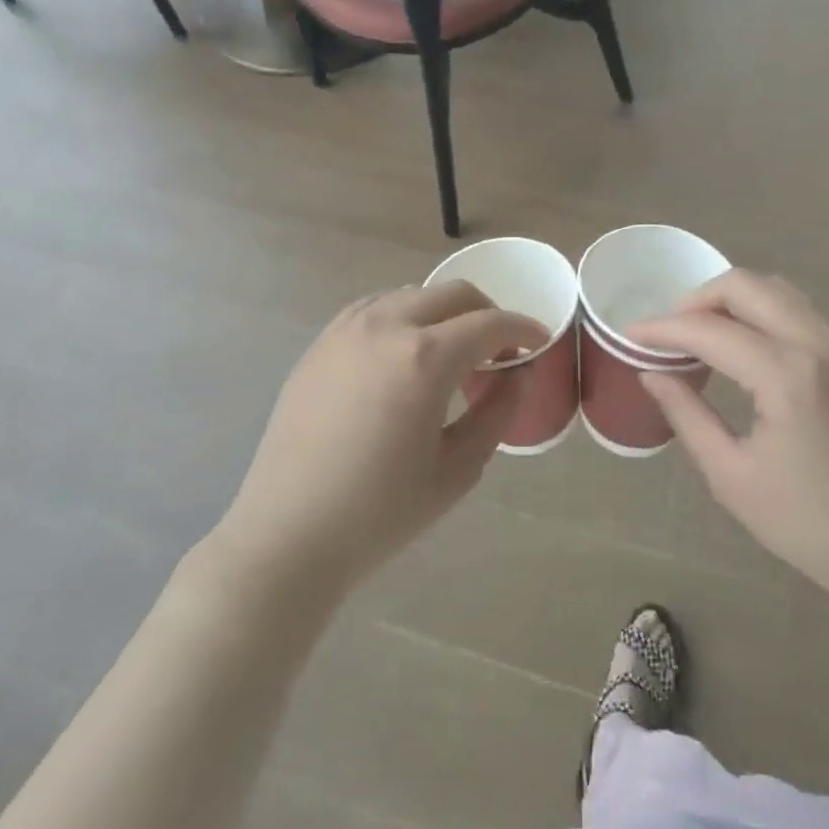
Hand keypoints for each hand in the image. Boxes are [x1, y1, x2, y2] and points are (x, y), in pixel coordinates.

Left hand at [210, 283, 546, 597]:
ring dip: (444, 313)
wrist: (288, 535)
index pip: (490, 323)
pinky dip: (404, 318)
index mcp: (425, 357)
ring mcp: (347, 329)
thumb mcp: (457, 468)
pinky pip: (375, 309)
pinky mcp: (321, 342)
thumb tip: (520, 372)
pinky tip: (404, 355)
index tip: (539, 342)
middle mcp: (386, 325)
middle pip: (453, 294)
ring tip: (450, 354)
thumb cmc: (380, 512)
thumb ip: (498, 411)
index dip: (523, 328)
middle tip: (499, 349)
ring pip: (412, 294)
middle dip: (487, 313)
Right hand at [632, 270, 828, 606]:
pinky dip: (762, 314)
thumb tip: (652, 373)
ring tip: (703, 335)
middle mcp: (819, 344)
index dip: (663, 328)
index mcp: (787, 376)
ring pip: (776, 291)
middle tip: (670, 332)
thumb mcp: (733, 477)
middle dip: (698, 299)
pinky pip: (799, 312)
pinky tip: (745, 349)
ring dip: (732, 301)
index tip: (630, 335)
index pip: (709, 329)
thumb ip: (687, 415)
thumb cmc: (812, 525)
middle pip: (746, 285)